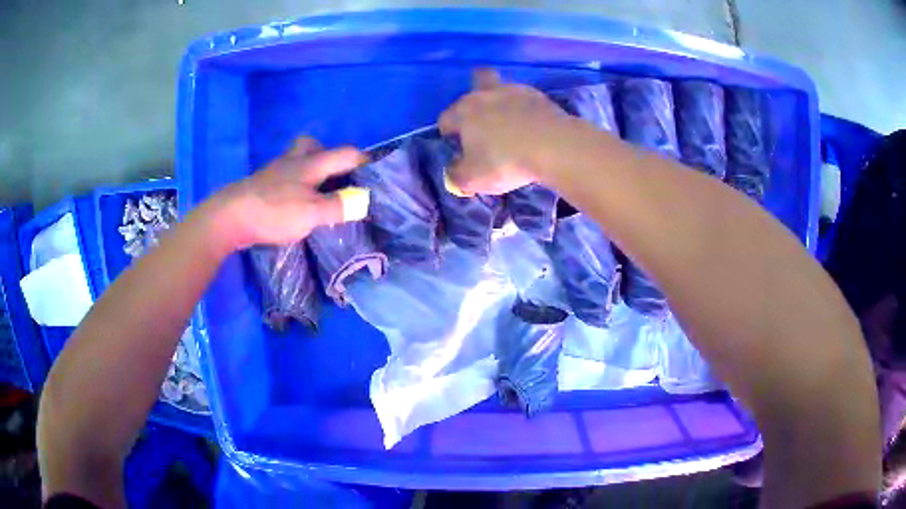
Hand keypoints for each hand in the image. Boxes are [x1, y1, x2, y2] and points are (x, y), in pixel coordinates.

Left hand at [203, 137, 369, 249]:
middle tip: (334, 174)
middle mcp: (292, 162)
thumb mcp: (311, 213)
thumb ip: (338, 207)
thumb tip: (363, 201)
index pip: (344, 153)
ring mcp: (273, 172)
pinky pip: (282, 176)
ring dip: (307, 167)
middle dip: (326, 153)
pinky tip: (292, 201)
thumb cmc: (274, 211)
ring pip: (294, 160)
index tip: (374, 171)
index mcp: (311, 164)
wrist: (230, 216)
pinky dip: (292, 183)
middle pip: (310, 144)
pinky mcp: (260, 185)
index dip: (362, 159)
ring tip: (315, 190)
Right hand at [439, 69, 578, 194]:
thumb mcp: (472, 179)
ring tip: (511, 124)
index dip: (449, 135)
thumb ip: (456, 175)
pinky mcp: (539, 96)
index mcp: (463, 112)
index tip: (460, 150)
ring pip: (503, 88)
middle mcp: (485, 94)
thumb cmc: (505, 161)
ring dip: (502, 101)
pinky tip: (531, 125)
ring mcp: (515, 91)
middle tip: (484, 121)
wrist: (554, 146)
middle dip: (476, 98)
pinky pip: (526, 99)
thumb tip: (452, 171)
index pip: (445, 119)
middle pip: (477, 82)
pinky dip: (525, 109)